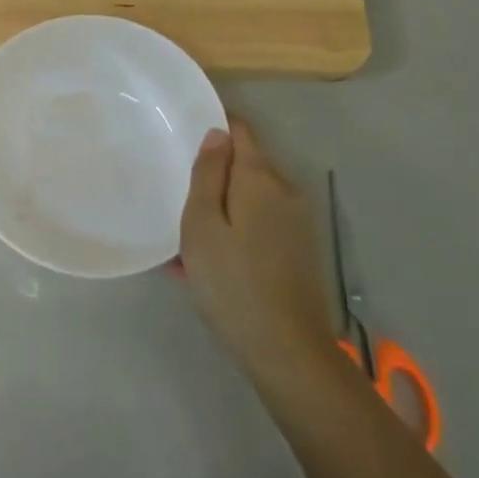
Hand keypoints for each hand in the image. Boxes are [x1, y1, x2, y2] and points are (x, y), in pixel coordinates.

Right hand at [180, 120, 333, 387]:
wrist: (286, 350)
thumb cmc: (232, 282)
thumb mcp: (202, 224)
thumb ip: (207, 174)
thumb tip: (216, 133)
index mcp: (260, 178)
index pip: (240, 130)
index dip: (214, 126)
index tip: (184, 137)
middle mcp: (285, 190)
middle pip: (246, 165)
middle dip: (214, 175)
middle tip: (178, 199)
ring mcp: (297, 222)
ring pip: (251, 198)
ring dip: (223, 208)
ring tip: (189, 241)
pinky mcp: (300, 249)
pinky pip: (261, 224)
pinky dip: (237, 231)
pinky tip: (212, 263)